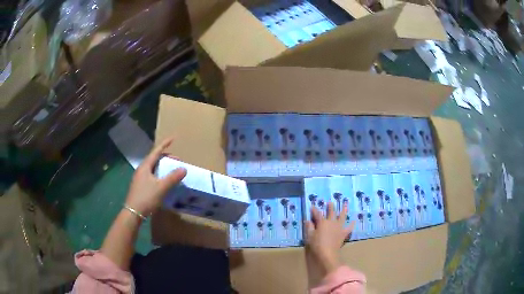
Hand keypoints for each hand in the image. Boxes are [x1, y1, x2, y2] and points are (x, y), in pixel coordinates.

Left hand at [125, 138, 186, 215]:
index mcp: (145, 166)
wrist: (133, 212)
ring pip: (153, 167)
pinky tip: (164, 182)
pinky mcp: (141, 186)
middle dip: (166, 157)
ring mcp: (140, 178)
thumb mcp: (161, 187)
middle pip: (155, 159)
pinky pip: (152, 175)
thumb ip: (172, 177)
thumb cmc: (146, 197)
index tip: (173, 138)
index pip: (156, 151)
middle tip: (177, 161)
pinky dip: (160, 174)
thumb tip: (184, 168)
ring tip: (172, 170)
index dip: (165, 144)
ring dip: (163, 166)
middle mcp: (142, 170)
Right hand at [305, 202, 354, 274]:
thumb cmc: (317, 244)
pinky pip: (349, 228)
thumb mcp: (310, 236)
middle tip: (330, 202)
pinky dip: (351, 224)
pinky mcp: (343, 233)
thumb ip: (309, 227)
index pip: (317, 214)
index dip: (314, 210)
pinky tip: (354, 221)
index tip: (312, 206)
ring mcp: (339, 227)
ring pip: (342, 216)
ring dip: (343, 210)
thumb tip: (308, 220)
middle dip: (330, 207)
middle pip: (331, 212)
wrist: (328, 253)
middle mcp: (331, 222)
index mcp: (322, 222)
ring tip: (345, 204)